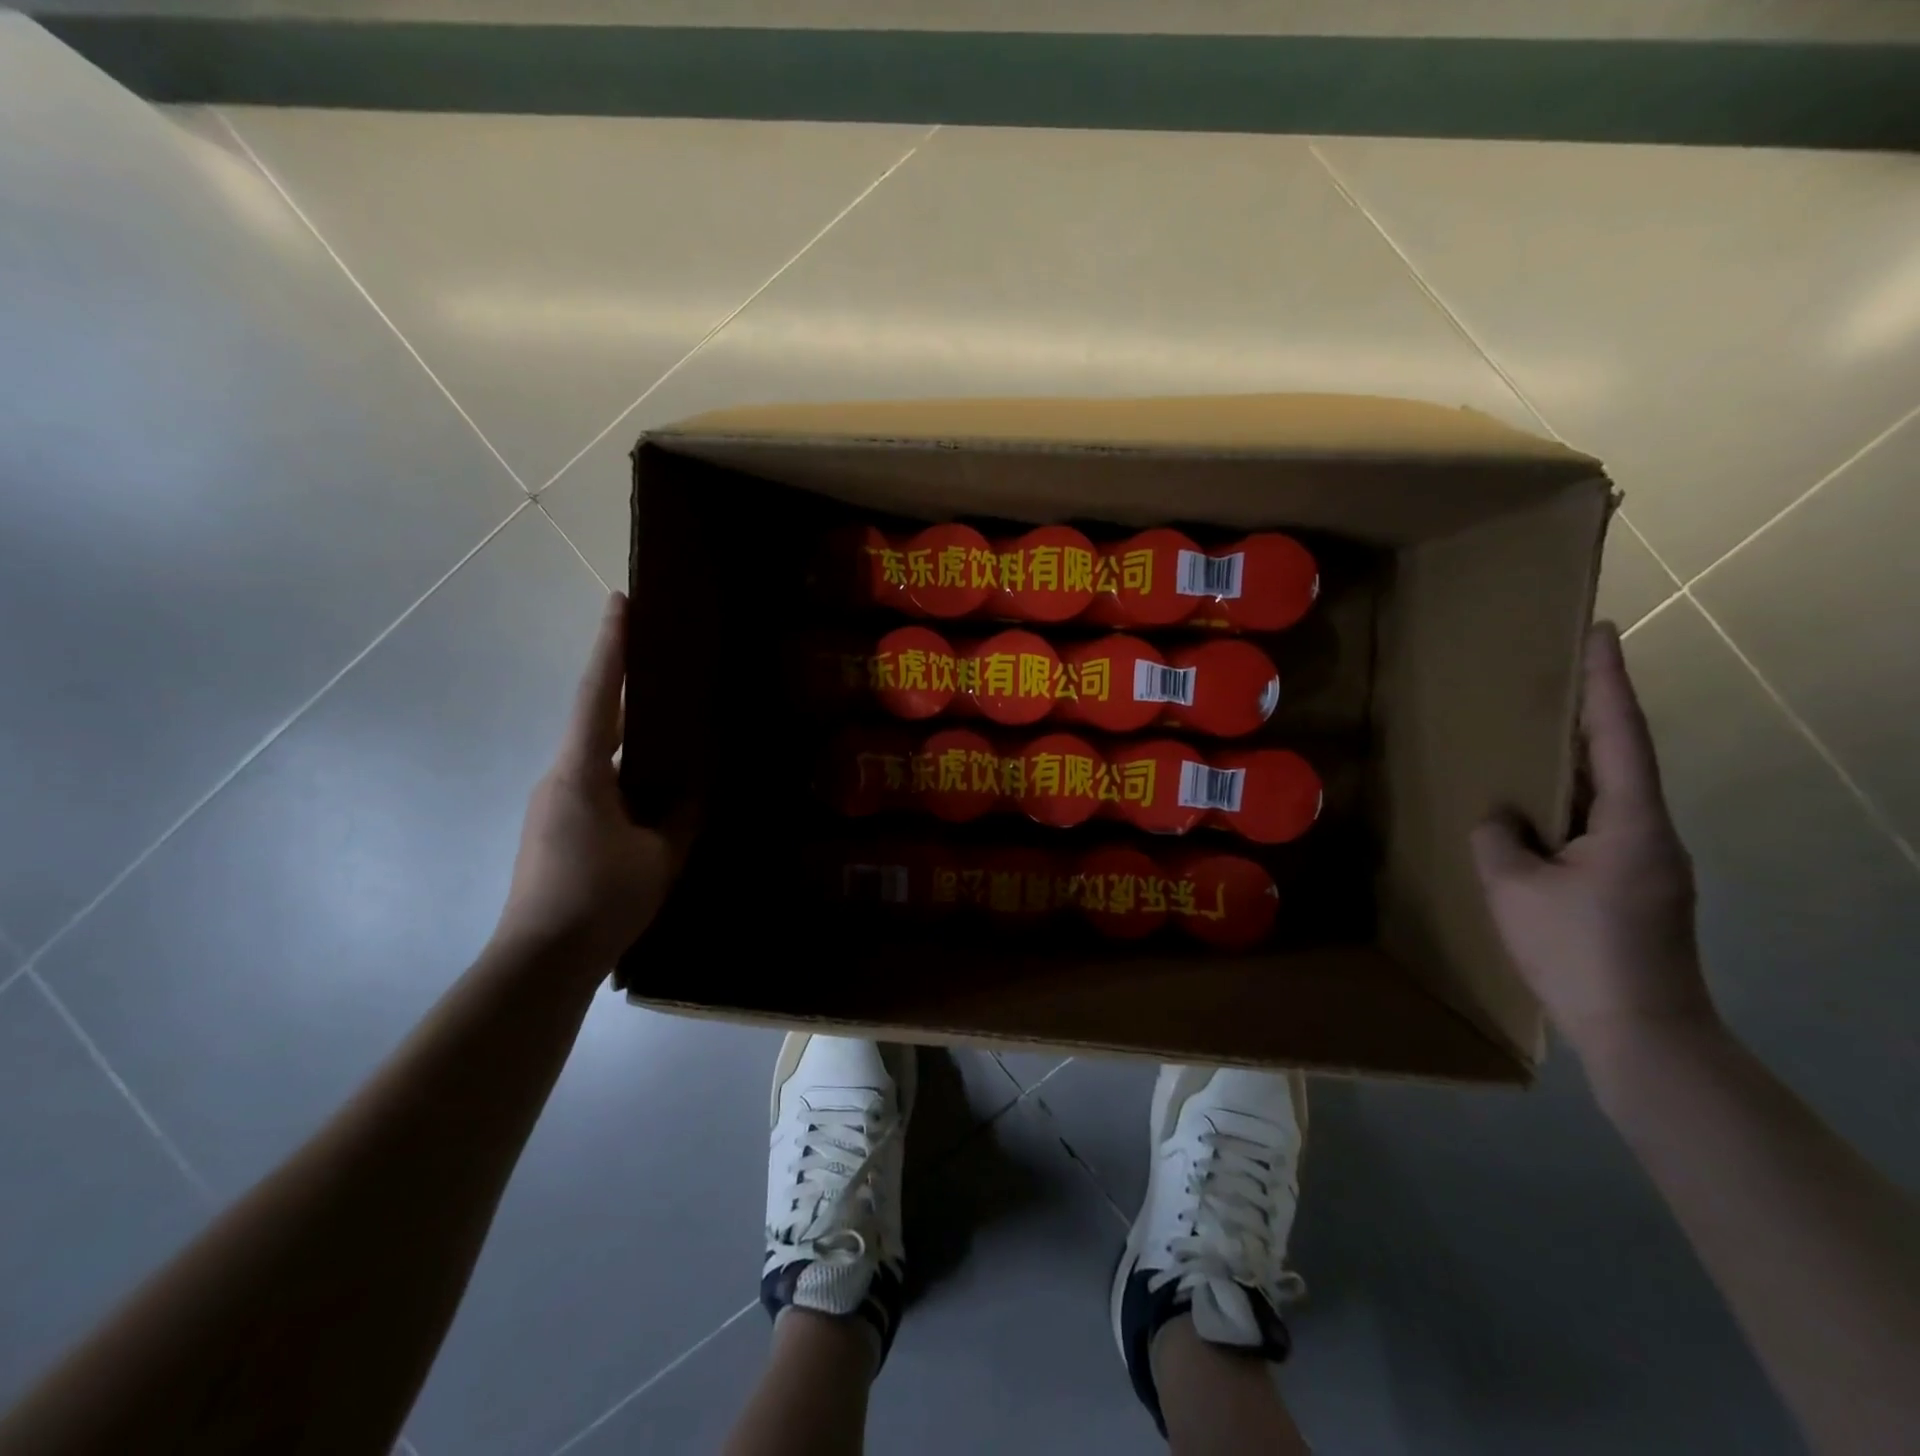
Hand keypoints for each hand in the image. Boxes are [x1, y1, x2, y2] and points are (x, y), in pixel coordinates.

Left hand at [495, 592, 692, 972]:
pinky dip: (624, 777)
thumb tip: (693, 789)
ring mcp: (551, 805)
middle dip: (625, 688)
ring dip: (630, 742)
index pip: (598, 696)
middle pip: (595, 720)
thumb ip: (681, 815)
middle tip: (662, 663)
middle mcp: (559, 778)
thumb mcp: (660, 855)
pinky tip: (652, 796)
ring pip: (597, 758)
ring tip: (672, 737)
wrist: (539, 962)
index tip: (619, 601)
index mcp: (582, 773)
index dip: (611, 647)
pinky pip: (594, 786)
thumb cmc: (601, 900)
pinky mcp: (552, 830)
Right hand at [1471, 621, 1715, 1063]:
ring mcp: (1648, 861)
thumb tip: (1500, 818)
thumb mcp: (1513, 888)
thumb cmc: (1576, 950)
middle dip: (1592, 712)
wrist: (1640, 1030)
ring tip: (1536, 738)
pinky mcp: (1635, 885)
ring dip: (1577, 760)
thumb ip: (1498, 838)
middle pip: (1621, 757)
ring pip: (1609, 794)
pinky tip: (1537, 811)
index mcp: (1631, 823)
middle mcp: (1651, 832)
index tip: (1600, 632)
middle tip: (1557, 674)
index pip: (1618, 735)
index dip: (1607, 681)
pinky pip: (1598, 825)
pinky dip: (1569, 803)